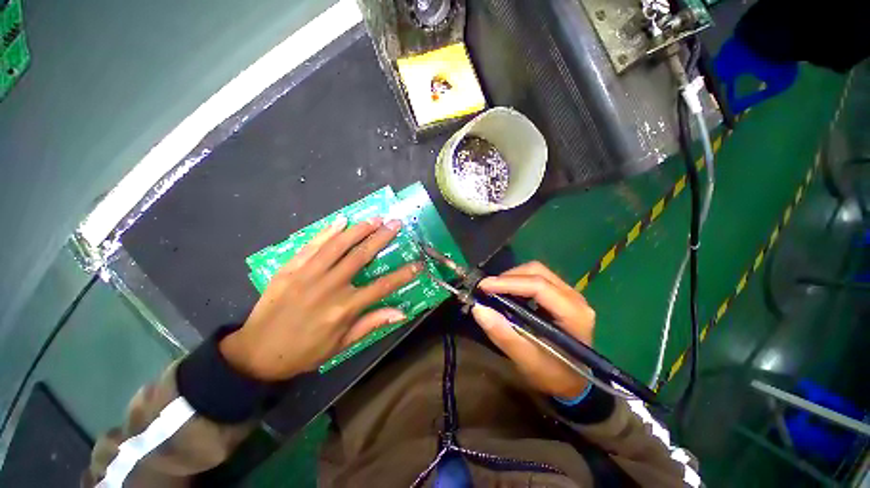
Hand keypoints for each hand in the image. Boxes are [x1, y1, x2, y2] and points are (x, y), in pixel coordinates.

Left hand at [219, 215, 420, 380]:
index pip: (382, 286)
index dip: (403, 274)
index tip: (417, 264)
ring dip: (359, 229)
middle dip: (382, 238)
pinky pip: (312, 245)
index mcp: (344, 308)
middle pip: (361, 256)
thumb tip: (401, 313)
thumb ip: (371, 324)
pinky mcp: (290, 268)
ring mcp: (308, 274)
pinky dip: (328, 231)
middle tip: (396, 224)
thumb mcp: (341, 344)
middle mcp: (329, 287)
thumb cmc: (305, 351)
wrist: (257, 352)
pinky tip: (341, 220)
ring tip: (375, 218)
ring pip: (338, 245)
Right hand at [471, 262, 594, 398]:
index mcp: (573, 314)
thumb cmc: (552, 375)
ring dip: (512, 278)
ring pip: (536, 271)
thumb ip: (504, 335)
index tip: (483, 287)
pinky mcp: (561, 294)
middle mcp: (575, 298)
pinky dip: (518, 281)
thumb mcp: (527, 361)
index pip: (538, 286)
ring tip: (495, 291)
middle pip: (537, 272)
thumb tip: (479, 308)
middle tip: (487, 290)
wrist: (572, 383)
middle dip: (508, 278)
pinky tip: (507, 293)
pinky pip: (537, 278)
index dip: (508, 283)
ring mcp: (570, 294)